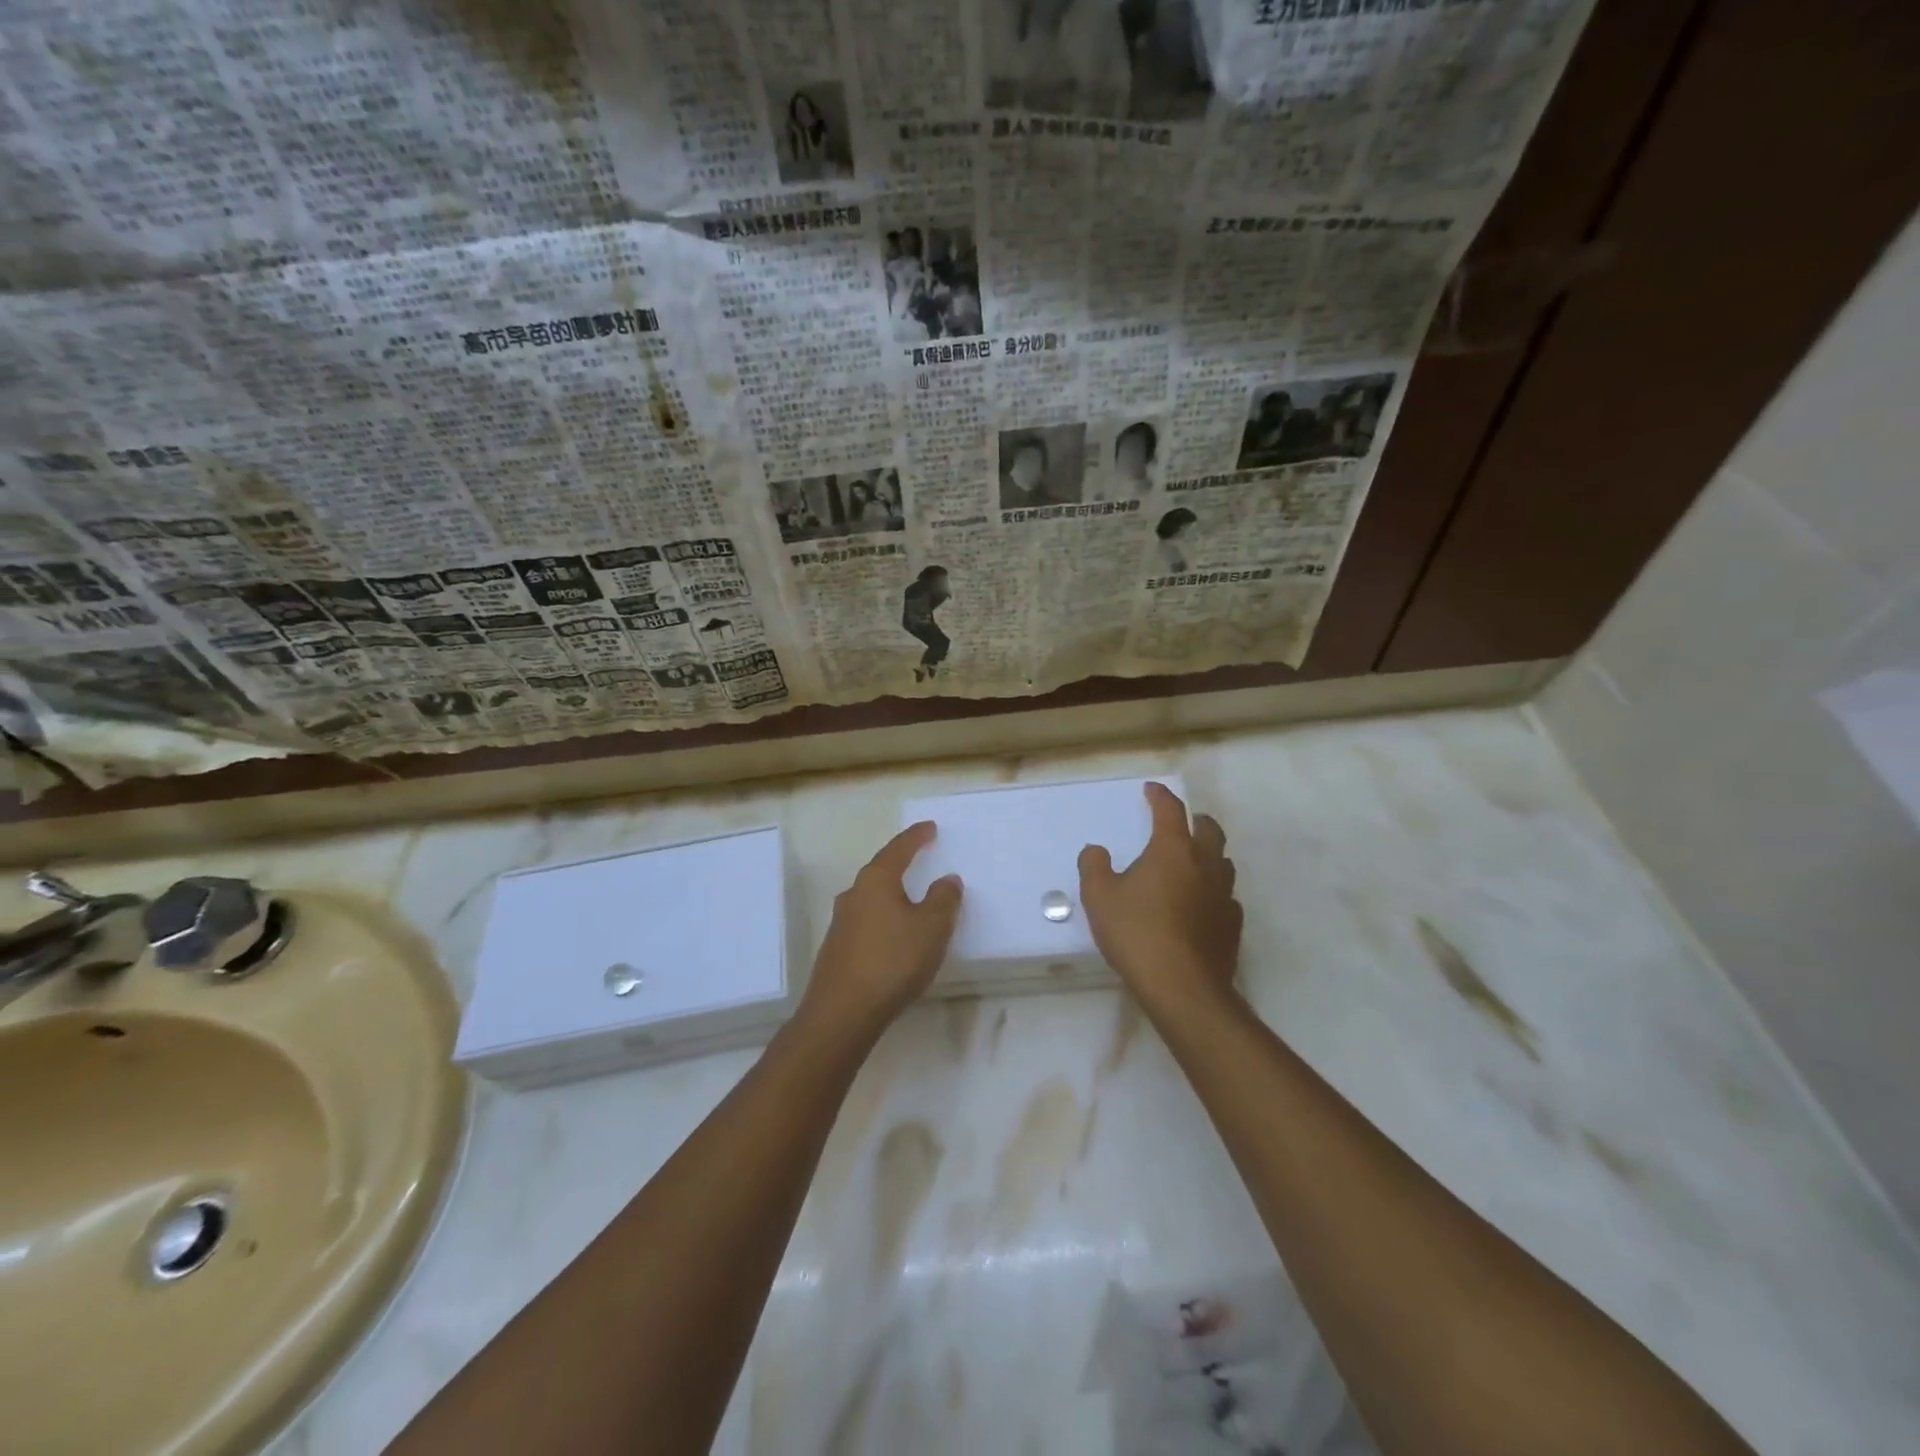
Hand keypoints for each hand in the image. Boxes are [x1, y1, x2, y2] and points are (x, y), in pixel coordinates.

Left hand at [801, 821, 961, 1032]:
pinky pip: (866, 922)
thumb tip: (947, 878)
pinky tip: (893, 934)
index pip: (898, 849)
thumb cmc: (893, 961)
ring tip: (910, 898)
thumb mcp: (932, 927)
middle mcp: (854, 895)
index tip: (929, 827)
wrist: (842, 1012)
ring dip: (891, 894)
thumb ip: (943, 899)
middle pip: (880, 871)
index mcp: (876, 881)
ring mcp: (841, 923)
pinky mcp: (837, 949)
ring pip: (871, 898)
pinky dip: (883, 919)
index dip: (916, 837)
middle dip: (900, 863)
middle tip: (919, 857)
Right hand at [1079, 782, 1241, 1009]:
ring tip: (1191, 863)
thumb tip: (1097, 850)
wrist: (1182, 987)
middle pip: (1209, 830)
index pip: (1170, 810)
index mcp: (1173, 850)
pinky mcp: (1233, 925)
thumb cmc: (1137, 933)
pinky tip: (1201, 905)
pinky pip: (1226, 896)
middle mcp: (1204, 864)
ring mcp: (1223, 895)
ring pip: (1222, 862)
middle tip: (1180, 823)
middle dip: (1194, 820)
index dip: (1160, 796)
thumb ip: (1094, 866)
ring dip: (1208, 855)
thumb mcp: (1099, 897)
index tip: (1151, 790)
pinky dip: (1213, 891)